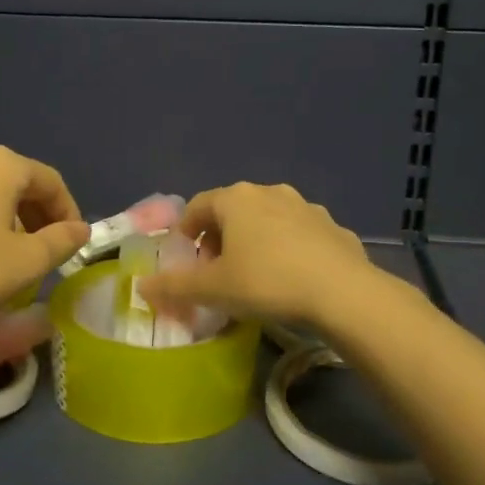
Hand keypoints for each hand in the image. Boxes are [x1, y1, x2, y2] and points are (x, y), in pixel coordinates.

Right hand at [137, 182, 375, 330]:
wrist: (342, 292)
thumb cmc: (266, 282)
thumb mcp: (213, 290)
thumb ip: (174, 286)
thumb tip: (142, 286)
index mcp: (236, 199)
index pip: (198, 206)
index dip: (186, 232)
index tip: (186, 259)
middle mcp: (270, 192)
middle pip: (233, 210)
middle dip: (220, 237)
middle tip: (217, 270)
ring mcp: (306, 207)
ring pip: (269, 220)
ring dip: (256, 241)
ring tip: (255, 275)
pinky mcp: (334, 227)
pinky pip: (300, 236)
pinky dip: (289, 250)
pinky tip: (292, 279)